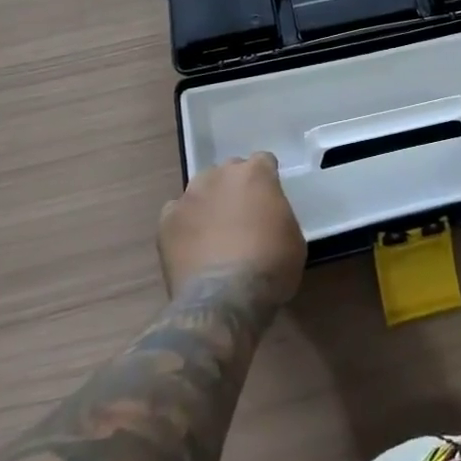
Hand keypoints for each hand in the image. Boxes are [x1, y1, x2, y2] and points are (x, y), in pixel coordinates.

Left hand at [160, 153, 306, 304]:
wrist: (225, 298)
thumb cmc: (270, 266)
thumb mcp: (293, 237)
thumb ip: (278, 214)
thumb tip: (267, 218)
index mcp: (255, 173)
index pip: (263, 161)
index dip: (266, 179)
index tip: (268, 198)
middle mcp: (220, 175)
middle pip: (228, 171)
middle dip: (235, 188)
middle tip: (241, 216)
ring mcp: (189, 196)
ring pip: (200, 190)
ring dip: (208, 203)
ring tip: (213, 233)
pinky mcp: (166, 221)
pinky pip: (176, 214)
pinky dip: (184, 226)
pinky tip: (191, 247)